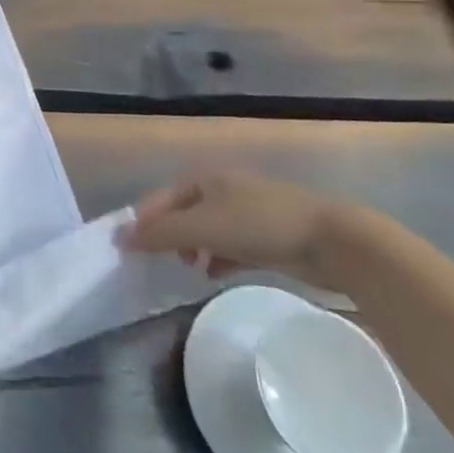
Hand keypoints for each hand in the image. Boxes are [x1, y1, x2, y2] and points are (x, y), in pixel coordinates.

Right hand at [120, 173, 356, 290]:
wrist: (334, 241)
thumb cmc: (260, 225)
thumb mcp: (203, 227)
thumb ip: (160, 234)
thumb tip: (119, 238)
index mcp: (205, 179)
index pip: (161, 198)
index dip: (144, 221)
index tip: (130, 249)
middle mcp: (223, 190)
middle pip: (183, 213)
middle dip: (168, 236)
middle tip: (158, 260)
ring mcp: (248, 212)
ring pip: (207, 230)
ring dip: (193, 248)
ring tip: (187, 268)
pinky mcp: (268, 236)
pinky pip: (231, 245)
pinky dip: (218, 257)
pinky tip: (214, 274)